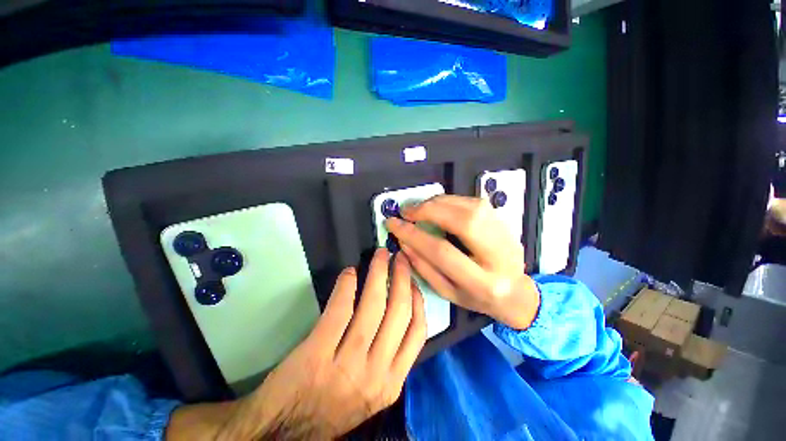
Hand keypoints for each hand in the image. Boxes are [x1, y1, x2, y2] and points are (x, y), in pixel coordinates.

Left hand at [214, 249, 426, 439]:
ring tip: (380, 256)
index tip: (412, 280)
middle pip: (398, 312)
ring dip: (378, 274)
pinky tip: (350, 273)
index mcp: (391, 382)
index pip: (417, 332)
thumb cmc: (331, 409)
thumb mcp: (372, 393)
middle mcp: (376, 373)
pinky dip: (347, 286)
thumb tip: (397, 314)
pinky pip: (340, 310)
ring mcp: (347, 363)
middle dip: (402, 278)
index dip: (417, 299)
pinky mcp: (318, 354)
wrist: (283, 431)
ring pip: (373, 306)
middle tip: (399, 258)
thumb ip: (389, 360)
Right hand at [385, 195, 539, 329]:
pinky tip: (438, 205)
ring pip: (471, 207)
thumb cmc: (477, 297)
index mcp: (482, 283)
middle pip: (463, 222)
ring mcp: (506, 235)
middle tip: (407, 211)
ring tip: (419, 207)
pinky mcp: (505, 222)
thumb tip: (403, 241)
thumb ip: (424, 267)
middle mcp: (499, 256)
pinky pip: (475, 202)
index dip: (414, 235)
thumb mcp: (447, 292)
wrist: (516, 292)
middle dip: (429, 211)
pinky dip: (451, 200)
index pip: (442, 251)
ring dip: (439, 202)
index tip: (393, 224)